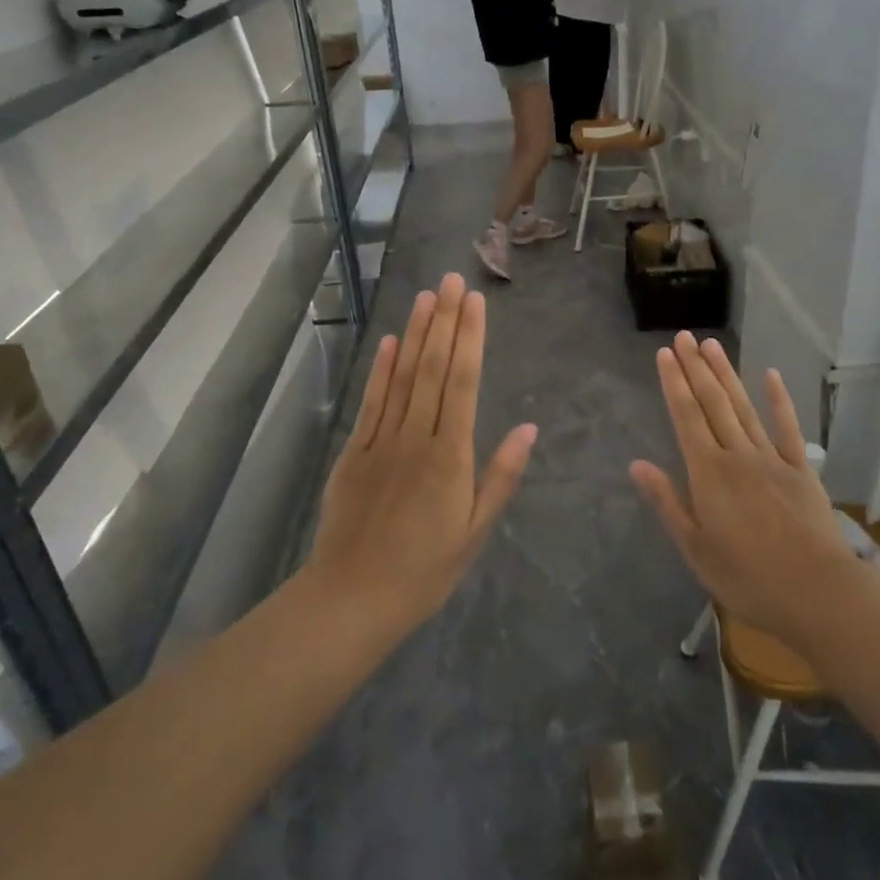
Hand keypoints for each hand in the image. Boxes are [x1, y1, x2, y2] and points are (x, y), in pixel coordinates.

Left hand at [309, 274, 536, 631]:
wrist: (351, 600)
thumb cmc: (424, 571)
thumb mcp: (475, 532)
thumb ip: (501, 476)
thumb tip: (529, 428)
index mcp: (450, 457)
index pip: (462, 383)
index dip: (470, 339)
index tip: (475, 302)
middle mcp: (415, 438)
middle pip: (431, 369)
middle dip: (444, 321)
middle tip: (451, 279)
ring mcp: (380, 442)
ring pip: (401, 377)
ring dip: (416, 333)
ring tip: (426, 296)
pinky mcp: (354, 452)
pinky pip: (371, 402)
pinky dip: (381, 369)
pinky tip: (391, 342)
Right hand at [631, 334, 856, 645]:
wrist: (817, 590)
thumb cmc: (748, 577)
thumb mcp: (695, 548)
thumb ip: (667, 502)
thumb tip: (637, 464)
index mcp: (708, 473)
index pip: (686, 417)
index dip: (674, 383)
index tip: (664, 354)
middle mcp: (737, 454)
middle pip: (713, 403)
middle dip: (695, 368)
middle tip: (683, 336)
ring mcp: (772, 458)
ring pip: (744, 407)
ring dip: (726, 374)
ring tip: (711, 345)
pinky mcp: (800, 469)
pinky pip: (788, 427)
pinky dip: (779, 400)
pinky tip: (772, 375)